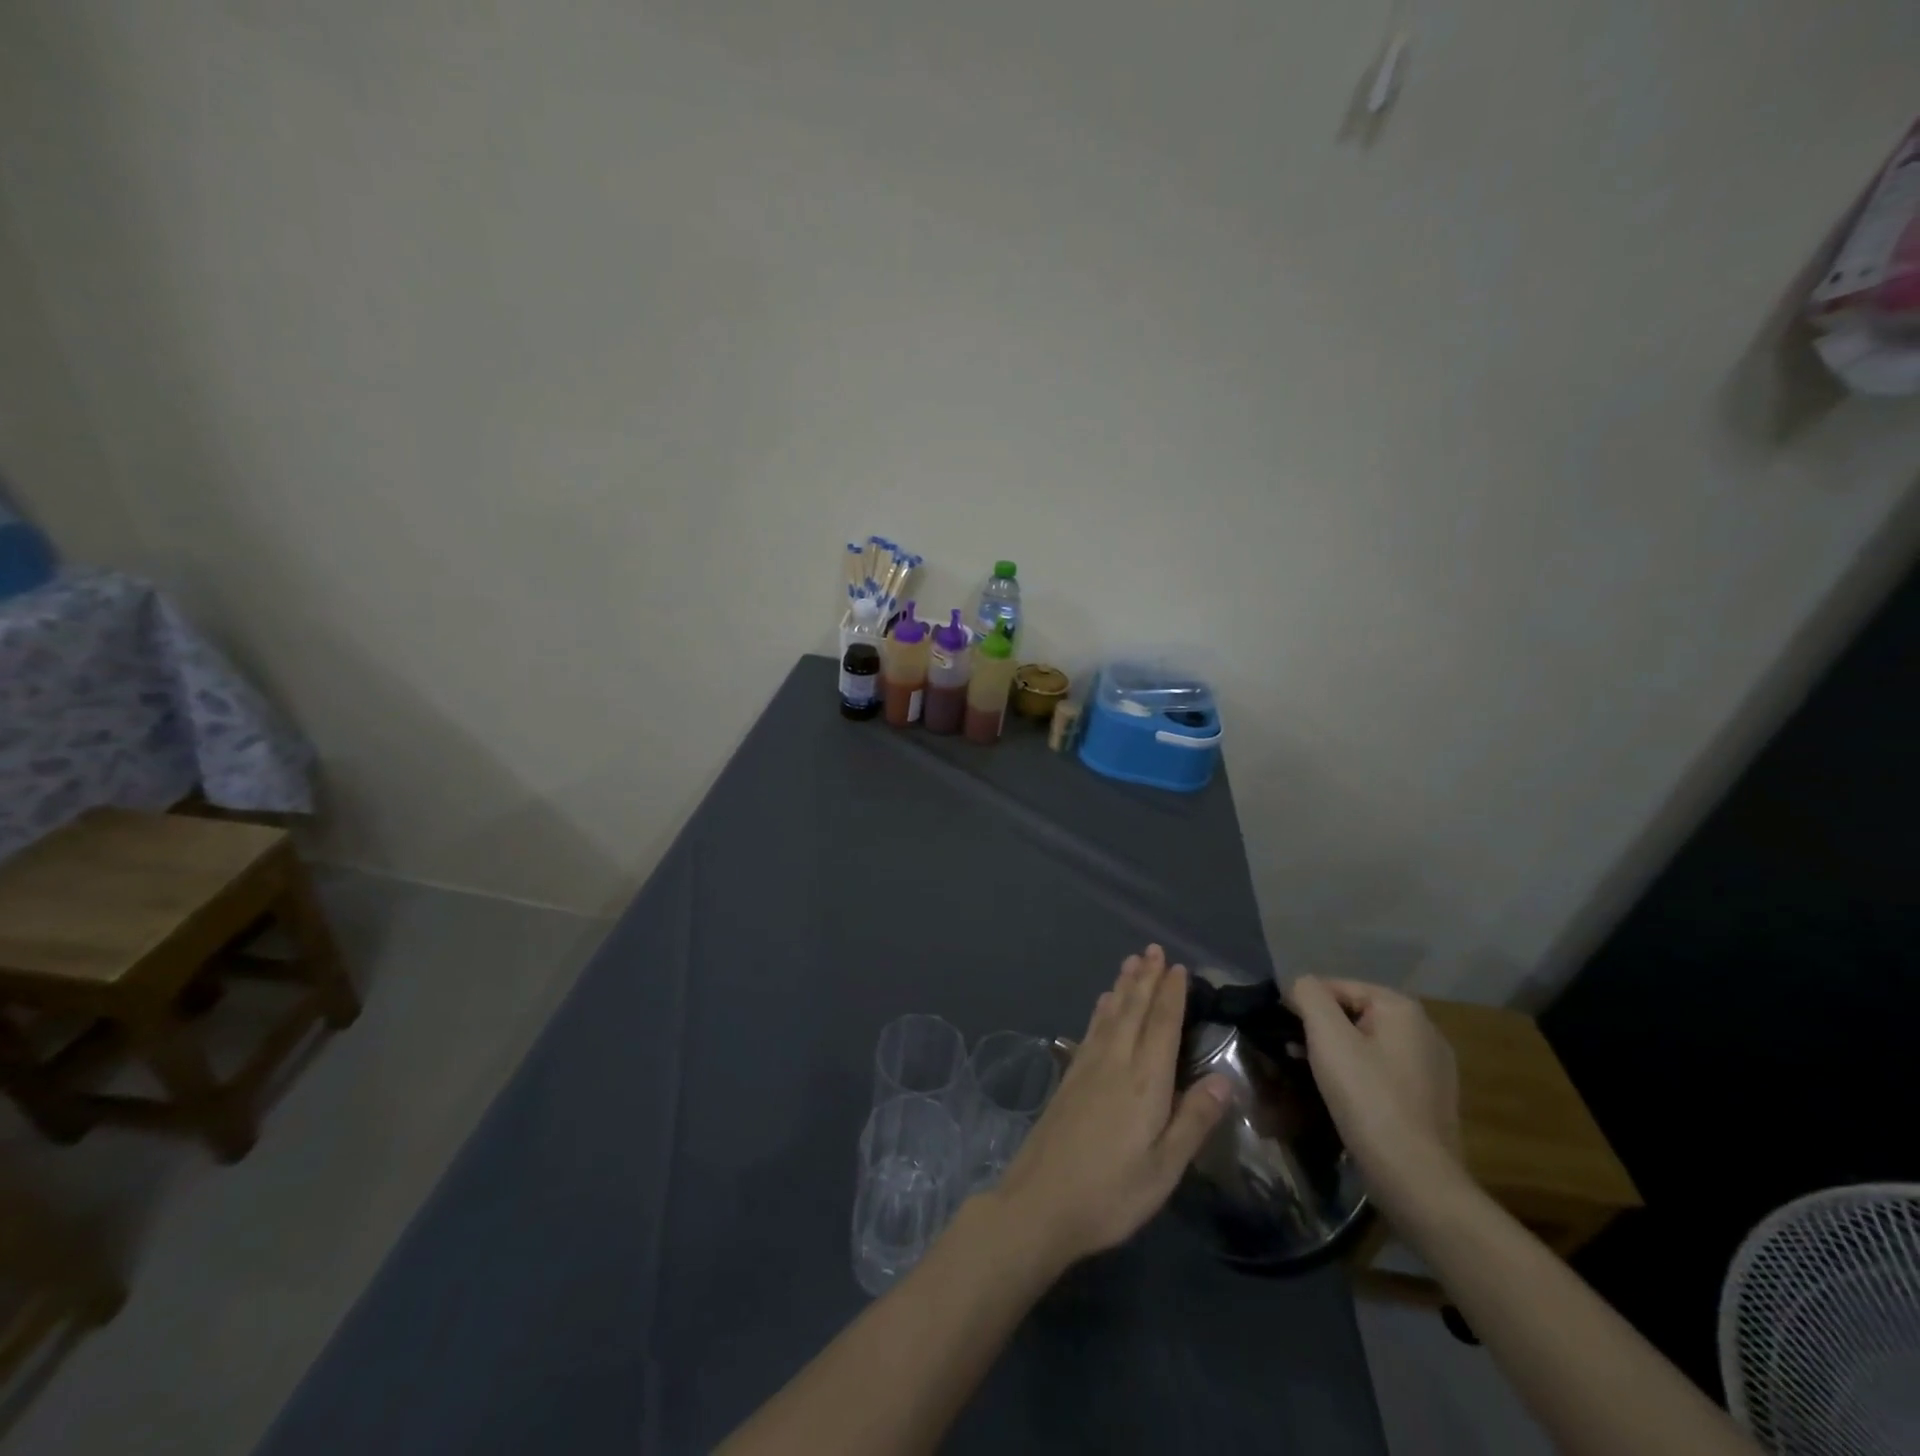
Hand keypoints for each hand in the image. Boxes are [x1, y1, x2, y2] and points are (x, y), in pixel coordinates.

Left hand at [990, 946, 1231, 1268]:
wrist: (1040, 1202)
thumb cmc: (1111, 1193)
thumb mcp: (1164, 1169)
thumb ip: (1193, 1121)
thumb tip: (1224, 1079)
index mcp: (1144, 1082)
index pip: (1162, 1026)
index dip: (1171, 995)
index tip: (1178, 967)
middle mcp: (1115, 1062)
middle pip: (1133, 1010)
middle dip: (1146, 978)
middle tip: (1153, 949)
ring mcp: (1087, 1067)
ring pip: (1110, 1014)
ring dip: (1123, 986)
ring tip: (1131, 962)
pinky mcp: (1069, 1078)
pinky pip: (1091, 1029)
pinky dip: (1101, 1010)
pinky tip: (1102, 1005)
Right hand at [1286, 976, 1461, 1198]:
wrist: (1415, 1178)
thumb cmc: (1368, 1098)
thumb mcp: (1327, 1037)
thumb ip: (1308, 996)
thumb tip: (1299, 986)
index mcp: (1403, 1009)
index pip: (1337, 986)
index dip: (1304, 1004)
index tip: (1282, 1031)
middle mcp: (1425, 1030)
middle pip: (1354, 1013)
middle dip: (1320, 1029)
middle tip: (1293, 1054)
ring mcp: (1432, 1066)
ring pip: (1368, 1043)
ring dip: (1336, 1053)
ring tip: (1311, 1075)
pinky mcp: (1430, 1098)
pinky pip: (1383, 1070)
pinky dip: (1359, 1075)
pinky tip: (1343, 1096)